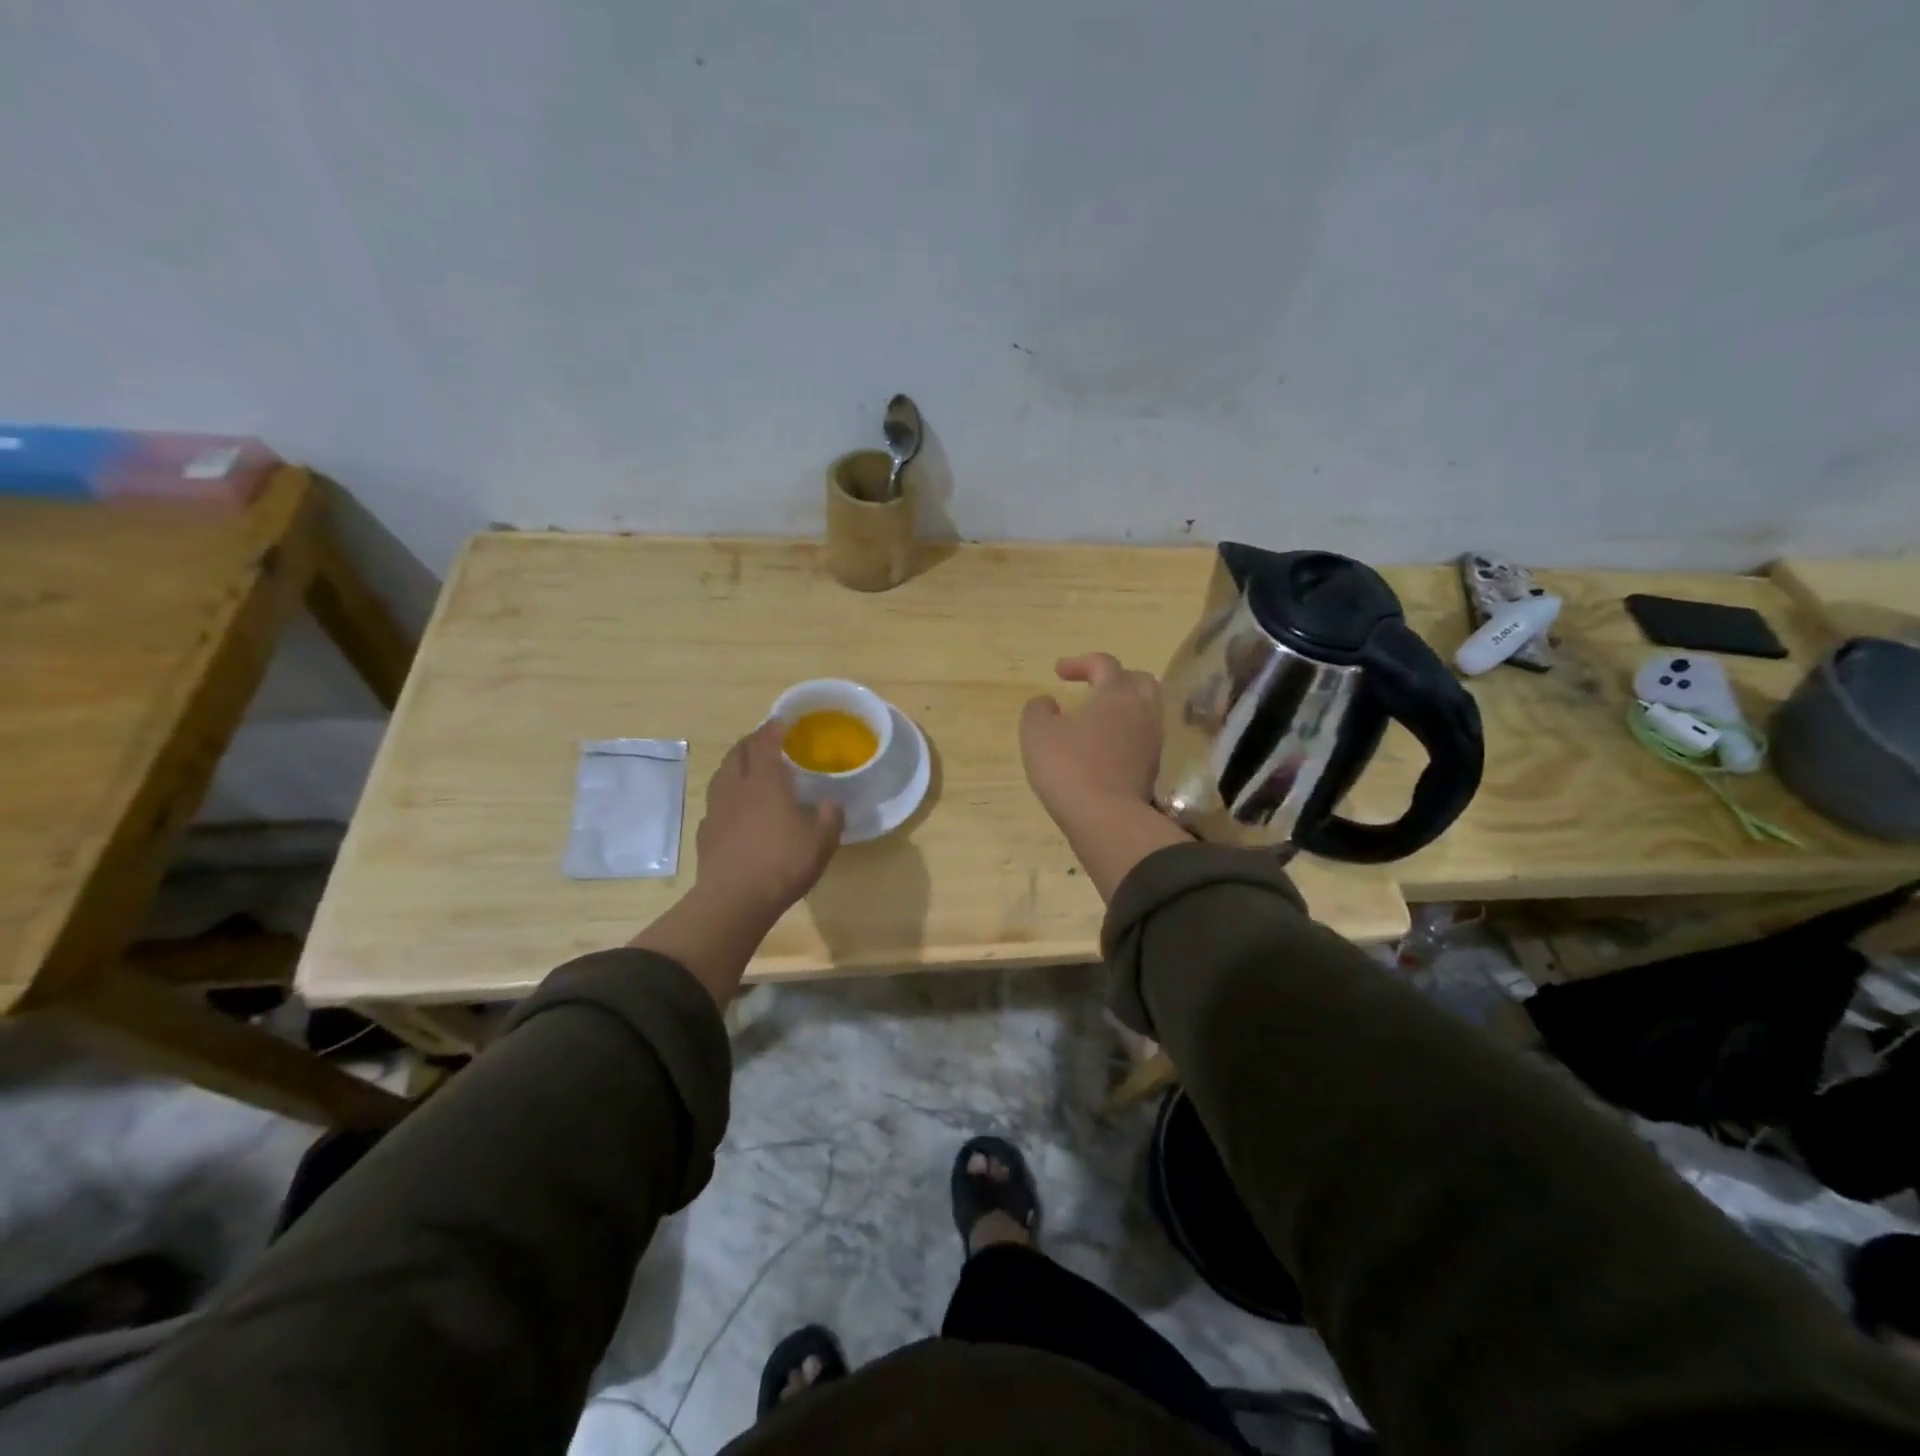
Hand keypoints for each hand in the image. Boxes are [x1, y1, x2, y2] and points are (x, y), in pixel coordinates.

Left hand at [696, 720, 843, 918]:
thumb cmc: (783, 863)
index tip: (781, 722)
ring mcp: (716, 810)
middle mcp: (736, 787)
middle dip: (751, 742)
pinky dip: (727, 796)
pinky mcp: (705, 833)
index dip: (773, 729)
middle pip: (738, 753)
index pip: (765, 743)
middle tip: (765, 742)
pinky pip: (716, 803)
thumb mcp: (821, 841)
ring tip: (749, 770)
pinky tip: (736, 809)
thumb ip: (830, 818)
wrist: (734, 899)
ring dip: (735, 766)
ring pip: (722, 775)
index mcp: (765, 781)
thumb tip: (831, 804)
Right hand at [1020, 653, 1163, 830]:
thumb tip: (1047, 702)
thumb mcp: (1037, 732)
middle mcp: (1142, 712)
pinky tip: (1104, 747)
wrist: (1106, 819)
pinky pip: (1142, 739)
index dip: (1080, 662)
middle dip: (1115, 678)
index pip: (1104, 663)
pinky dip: (1125, 734)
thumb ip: (1038, 709)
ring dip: (1123, 709)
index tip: (1058, 672)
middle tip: (1092, 687)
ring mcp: (1152, 742)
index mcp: (1117, 694)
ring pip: (1145, 712)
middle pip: (1139, 681)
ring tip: (1097, 719)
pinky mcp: (1152, 769)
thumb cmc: (1068, 767)